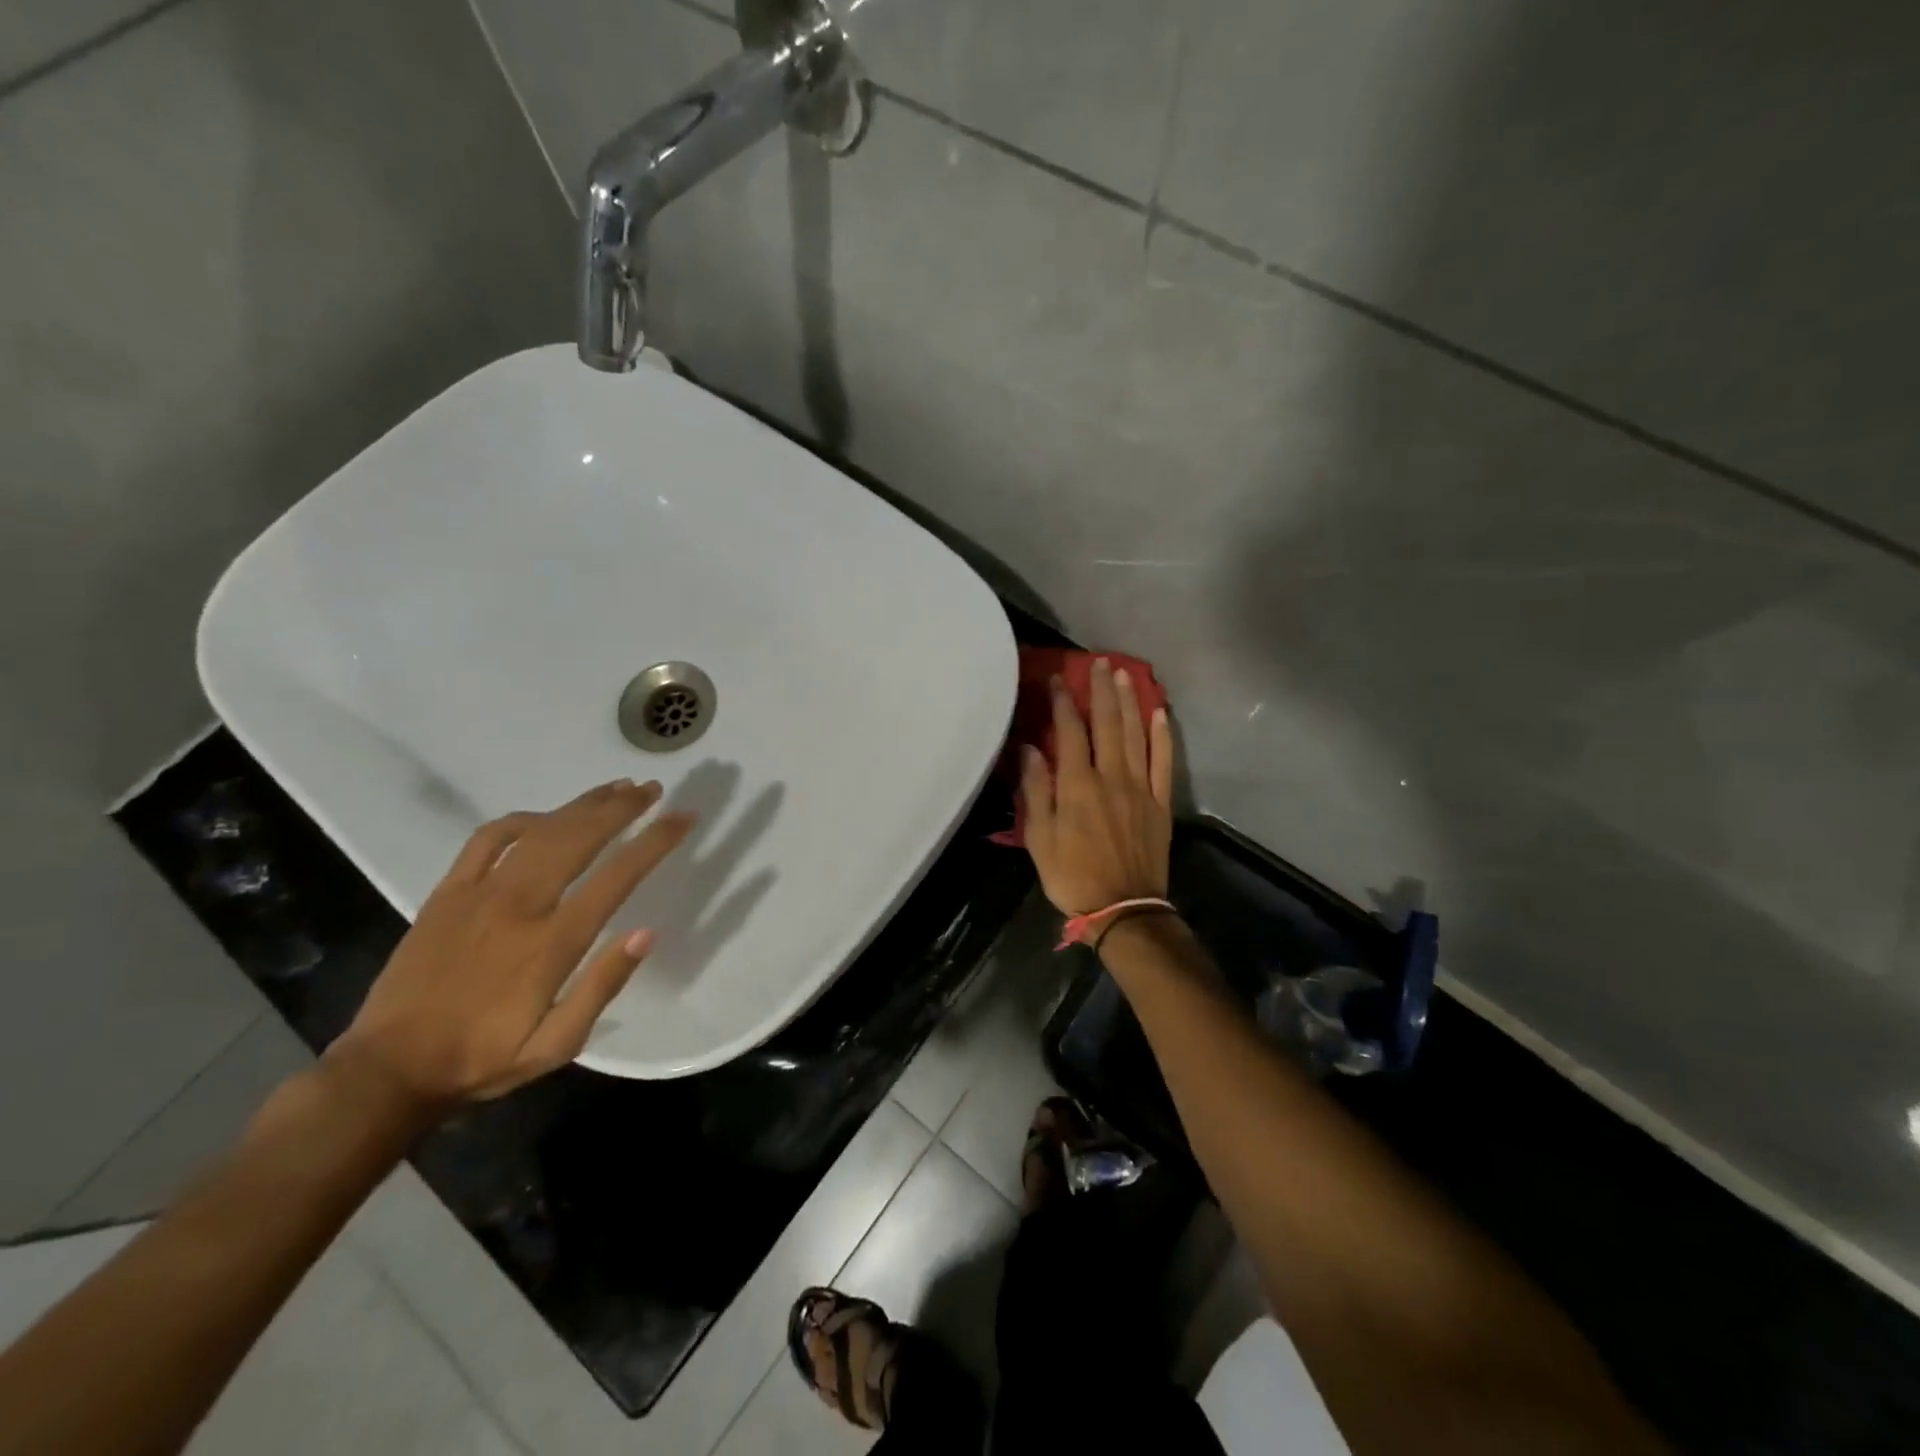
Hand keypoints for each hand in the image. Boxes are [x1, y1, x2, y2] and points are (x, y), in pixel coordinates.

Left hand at [325, 778, 694, 1117]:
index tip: (684, 817)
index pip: (618, 876)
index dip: (656, 840)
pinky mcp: (447, 893)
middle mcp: (520, 905)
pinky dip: (521, 820)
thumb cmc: (482, 1059)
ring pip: (540, 830)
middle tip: (653, 789)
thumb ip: (602, 987)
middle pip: (580, 837)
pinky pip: (487, 839)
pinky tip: (544, 817)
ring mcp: (479, 893)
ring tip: (616, 789)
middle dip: (622, 808)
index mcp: (552, 942)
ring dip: (582, 805)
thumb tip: (647, 933)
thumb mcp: (556, 1046)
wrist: (386, 1071)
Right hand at [1018, 658, 1174, 914]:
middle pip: (1107, 724)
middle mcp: (1111, 777)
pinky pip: (1164, 762)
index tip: (1059, 679)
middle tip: (1098, 662)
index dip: (1064, 703)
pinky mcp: (1160, 803)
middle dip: (1101, 691)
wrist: (1123, 910)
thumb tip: (1030, 749)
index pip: (1069, 732)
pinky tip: (1160, 714)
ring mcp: (1140, 788)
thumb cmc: (1073, 876)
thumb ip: (1036, 791)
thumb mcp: (1039, 839)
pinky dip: (1162, 736)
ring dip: (1130, 702)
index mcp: (1078, 786)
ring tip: (1124, 675)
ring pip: (1136, 735)